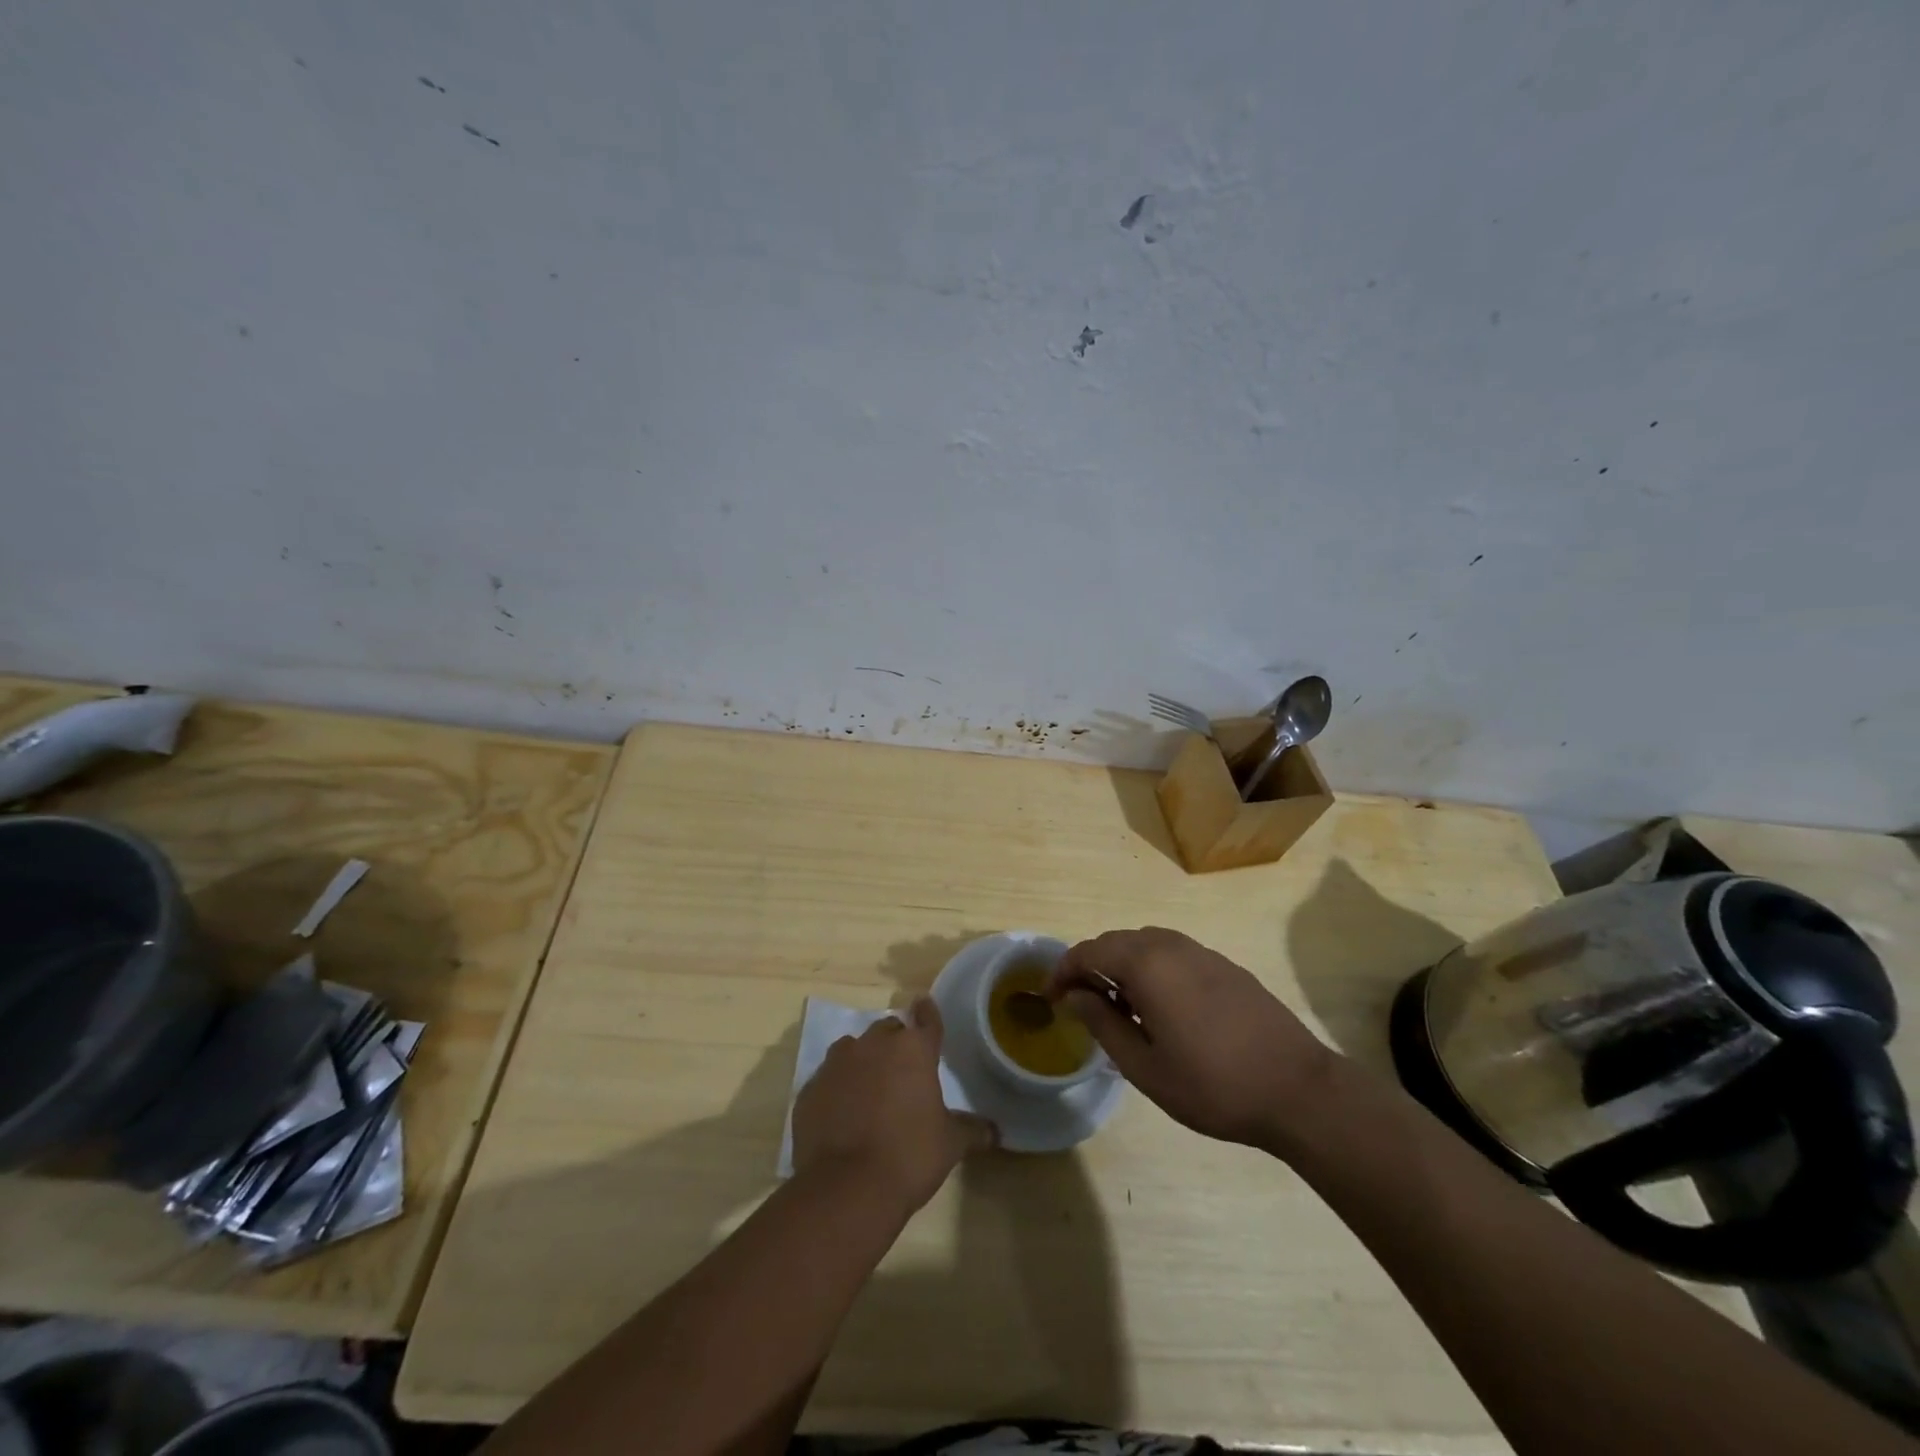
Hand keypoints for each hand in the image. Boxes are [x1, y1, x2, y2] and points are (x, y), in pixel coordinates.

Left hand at [792, 997, 995, 1213]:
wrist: (845, 1188)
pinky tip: (842, 1114)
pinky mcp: (810, 1088)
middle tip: (903, 1071)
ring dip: (863, 1061)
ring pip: (853, 1049)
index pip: (926, 1019)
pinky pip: (828, 1079)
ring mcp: (837, 1064)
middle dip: (895, 1044)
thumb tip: (994, 1131)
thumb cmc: (909, 1156)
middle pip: (888, 1031)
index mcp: (913, 1050)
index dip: (928, 1013)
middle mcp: (874, 1045)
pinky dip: (837, 1088)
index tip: (925, 1005)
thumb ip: (972, 1130)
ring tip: (869, 1089)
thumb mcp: (950, 1145)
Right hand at [1048, 926, 1338, 1152]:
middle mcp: (1171, 946)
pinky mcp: (1225, 966)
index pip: (1088, 951)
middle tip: (1080, 1005)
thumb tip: (1074, 996)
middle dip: (1091, 967)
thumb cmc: (1213, 1084)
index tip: (1050, 999)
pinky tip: (1160, 1008)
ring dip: (1122, 966)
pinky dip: (1152, 969)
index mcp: (1146, 964)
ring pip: (1145, 944)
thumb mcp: (1144, 1066)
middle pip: (1116, 942)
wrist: (1299, 1090)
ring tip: (1118, 1007)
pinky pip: (1173, 954)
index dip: (1062, 972)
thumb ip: (1102, 1024)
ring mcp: (1202, 952)